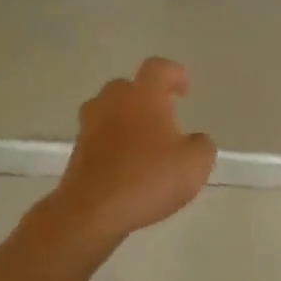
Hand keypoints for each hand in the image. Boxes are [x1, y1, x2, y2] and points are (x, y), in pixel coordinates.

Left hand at [47, 58, 216, 246]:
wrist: (91, 212)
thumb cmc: (148, 179)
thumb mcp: (195, 164)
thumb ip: (202, 145)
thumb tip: (196, 141)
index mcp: (143, 96)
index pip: (158, 68)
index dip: (174, 74)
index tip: (184, 90)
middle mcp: (112, 102)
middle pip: (128, 86)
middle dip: (147, 96)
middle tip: (164, 115)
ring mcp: (90, 126)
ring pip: (110, 110)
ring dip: (127, 118)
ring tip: (145, 140)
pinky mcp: (77, 151)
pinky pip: (100, 136)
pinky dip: (114, 142)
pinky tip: (129, 164)